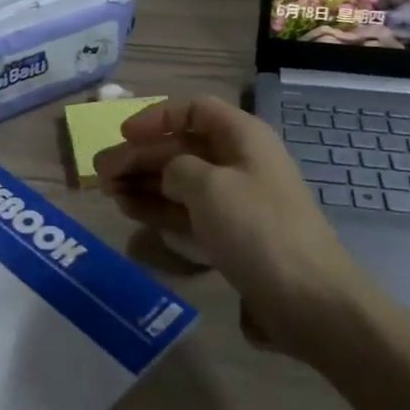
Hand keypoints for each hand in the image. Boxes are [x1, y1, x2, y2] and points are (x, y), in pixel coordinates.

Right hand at [94, 96, 373, 361]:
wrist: (309, 300)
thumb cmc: (257, 228)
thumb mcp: (208, 186)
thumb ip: (176, 168)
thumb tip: (168, 175)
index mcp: (242, 136)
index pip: (195, 110)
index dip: (157, 117)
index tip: (123, 134)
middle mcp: (239, 162)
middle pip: (182, 147)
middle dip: (141, 156)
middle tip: (100, 172)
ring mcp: (236, 201)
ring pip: (181, 181)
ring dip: (144, 182)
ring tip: (107, 191)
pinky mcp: (232, 235)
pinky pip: (188, 211)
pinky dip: (159, 208)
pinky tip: (131, 210)